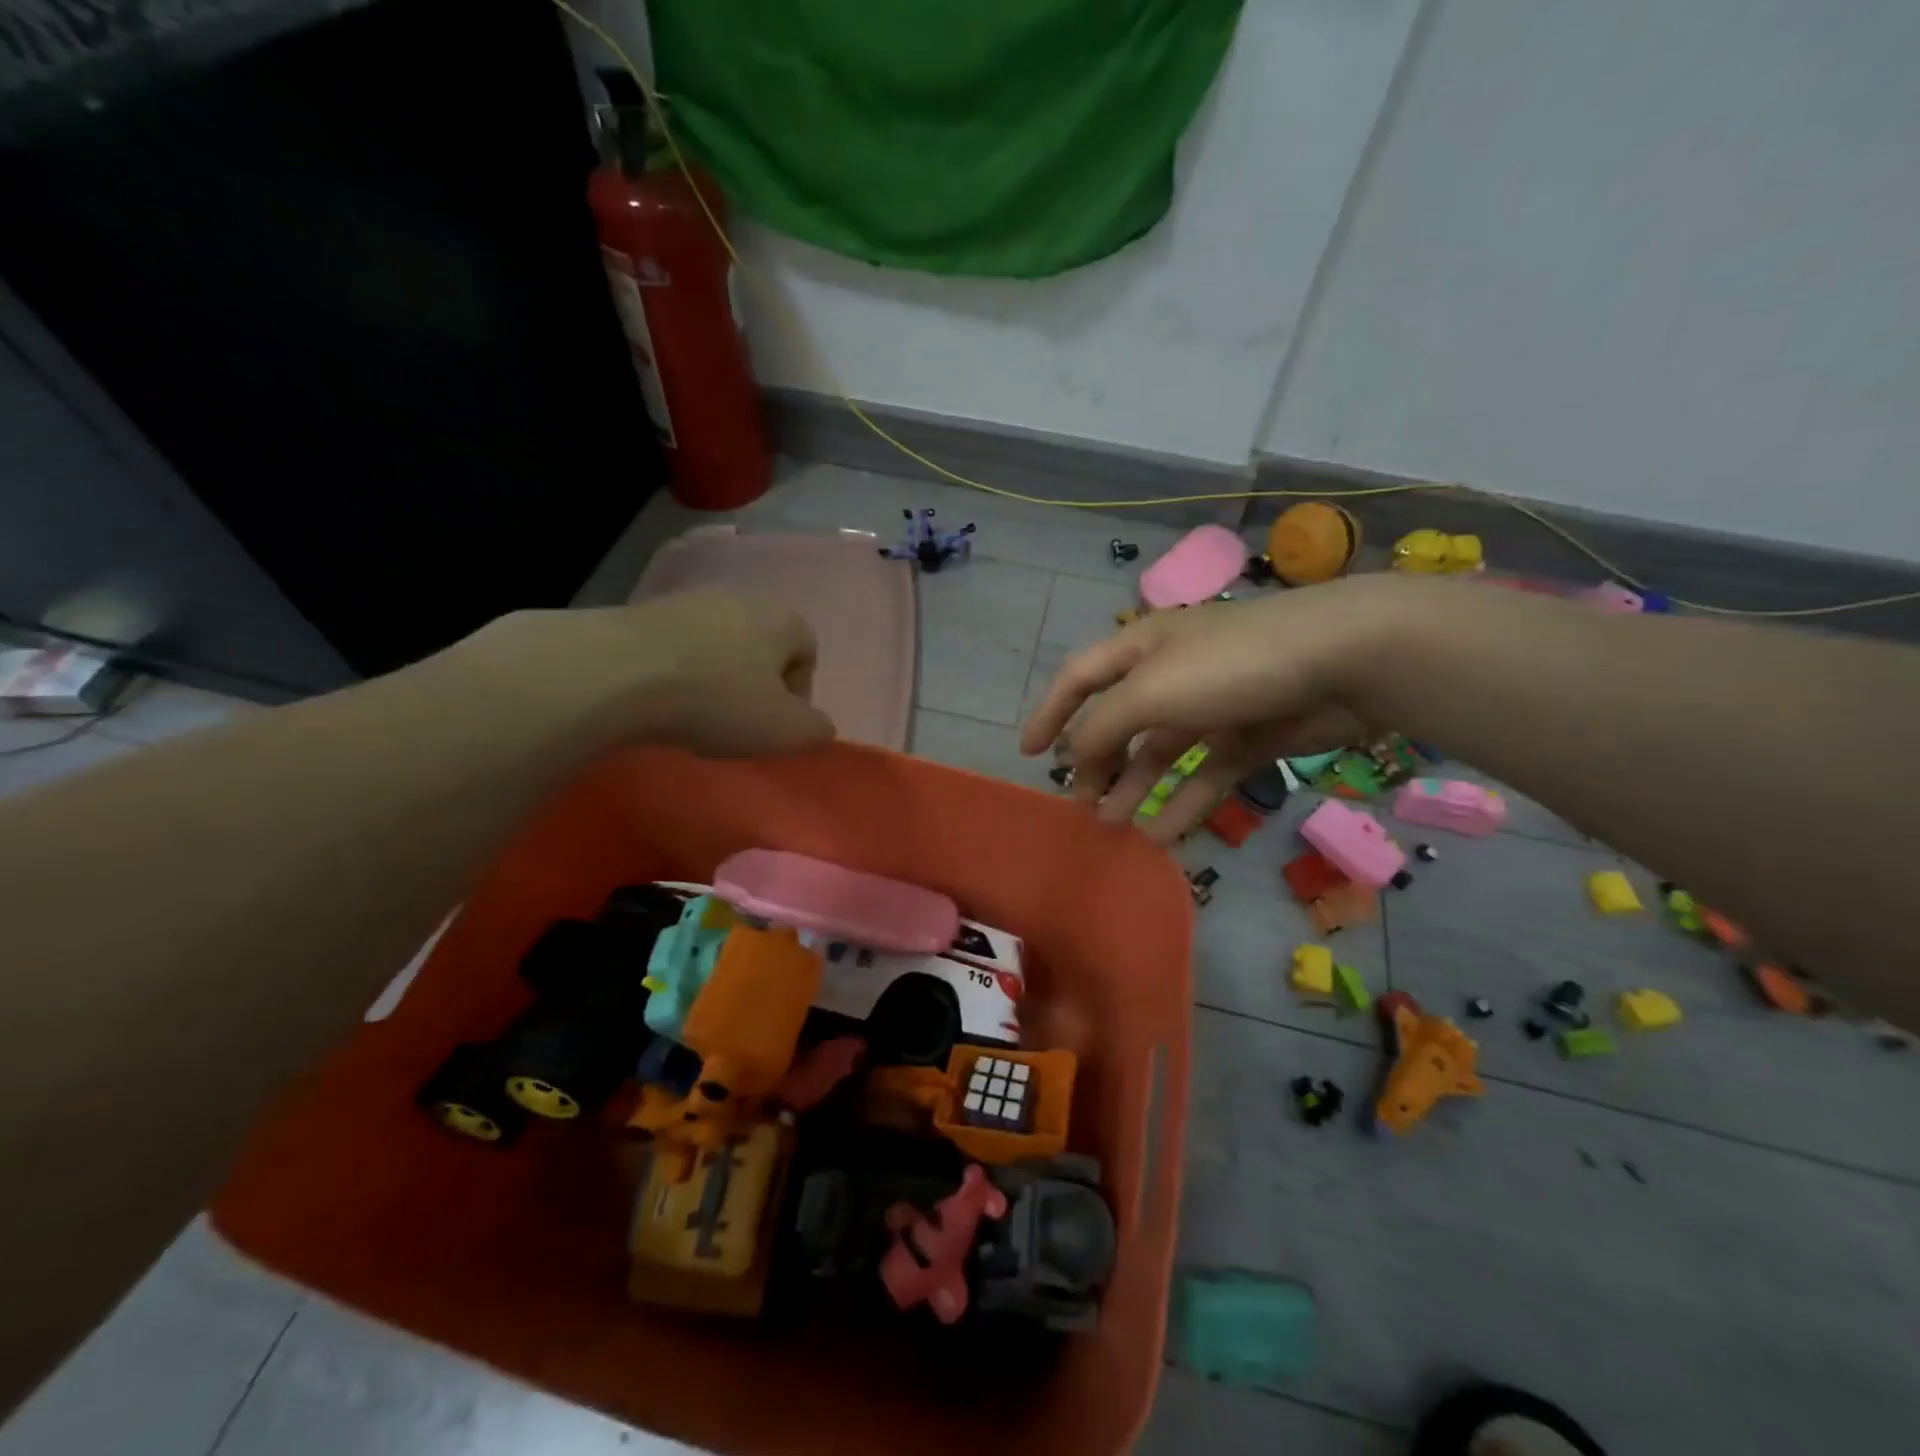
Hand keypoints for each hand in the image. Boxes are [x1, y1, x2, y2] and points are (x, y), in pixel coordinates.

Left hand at [454, 591, 832, 757]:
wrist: (617, 673)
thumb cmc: (717, 701)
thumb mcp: (785, 731)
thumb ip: (815, 730)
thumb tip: (817, 726)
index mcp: (783, 619)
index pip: (807, 653)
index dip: (797, 695)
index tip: (773, 726)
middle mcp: (741, 597)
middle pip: (762, 645)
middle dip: (755, 683)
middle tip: (737, 721)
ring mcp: (689, 599)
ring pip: (718, 644)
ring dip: (715, 676)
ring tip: (695, 712)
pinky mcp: (643, 609)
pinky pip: (677, 645)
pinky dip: (677, 671)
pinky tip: (661, 699)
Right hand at [1019, 578, 1399, 843]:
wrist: (1344, 660)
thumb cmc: (1230, 666)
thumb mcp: (1150, 692)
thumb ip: (1102, 728)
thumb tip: (1074, 758)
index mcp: (1141, 648)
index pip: (1079, 678)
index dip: (1050, 712)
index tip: (1028, 753)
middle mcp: (1172, 674)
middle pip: (1119, 722)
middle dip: (1096, 762)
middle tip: (1080, 805)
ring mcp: (1212, 706)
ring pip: (1160, 754)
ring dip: (1134, 788)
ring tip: (1113, 827)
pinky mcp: (1249, 737)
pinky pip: (1204, 775)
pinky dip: (1182, 803)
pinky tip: (1163, 835)